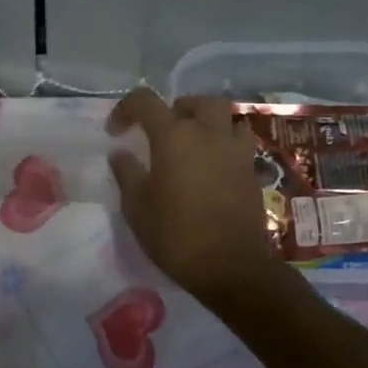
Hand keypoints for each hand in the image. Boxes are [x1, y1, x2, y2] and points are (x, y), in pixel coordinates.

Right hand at [107, 89, 281, 304]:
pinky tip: (213, 167)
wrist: (231, 266)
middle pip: (196, 102)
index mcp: (174, 136)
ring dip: (208, 123)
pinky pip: (239, 143)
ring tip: (194, 144)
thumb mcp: (137, 207)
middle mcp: (208, 133)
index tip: (116, 131)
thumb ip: (127, 173)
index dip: (126, 109)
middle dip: (176, 109)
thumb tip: (120, 153)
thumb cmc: (176, 234)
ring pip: (226, 118)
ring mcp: (235, 151)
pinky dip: (224, 145)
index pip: (145, 101)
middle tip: (163, 131)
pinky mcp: (252, 171)